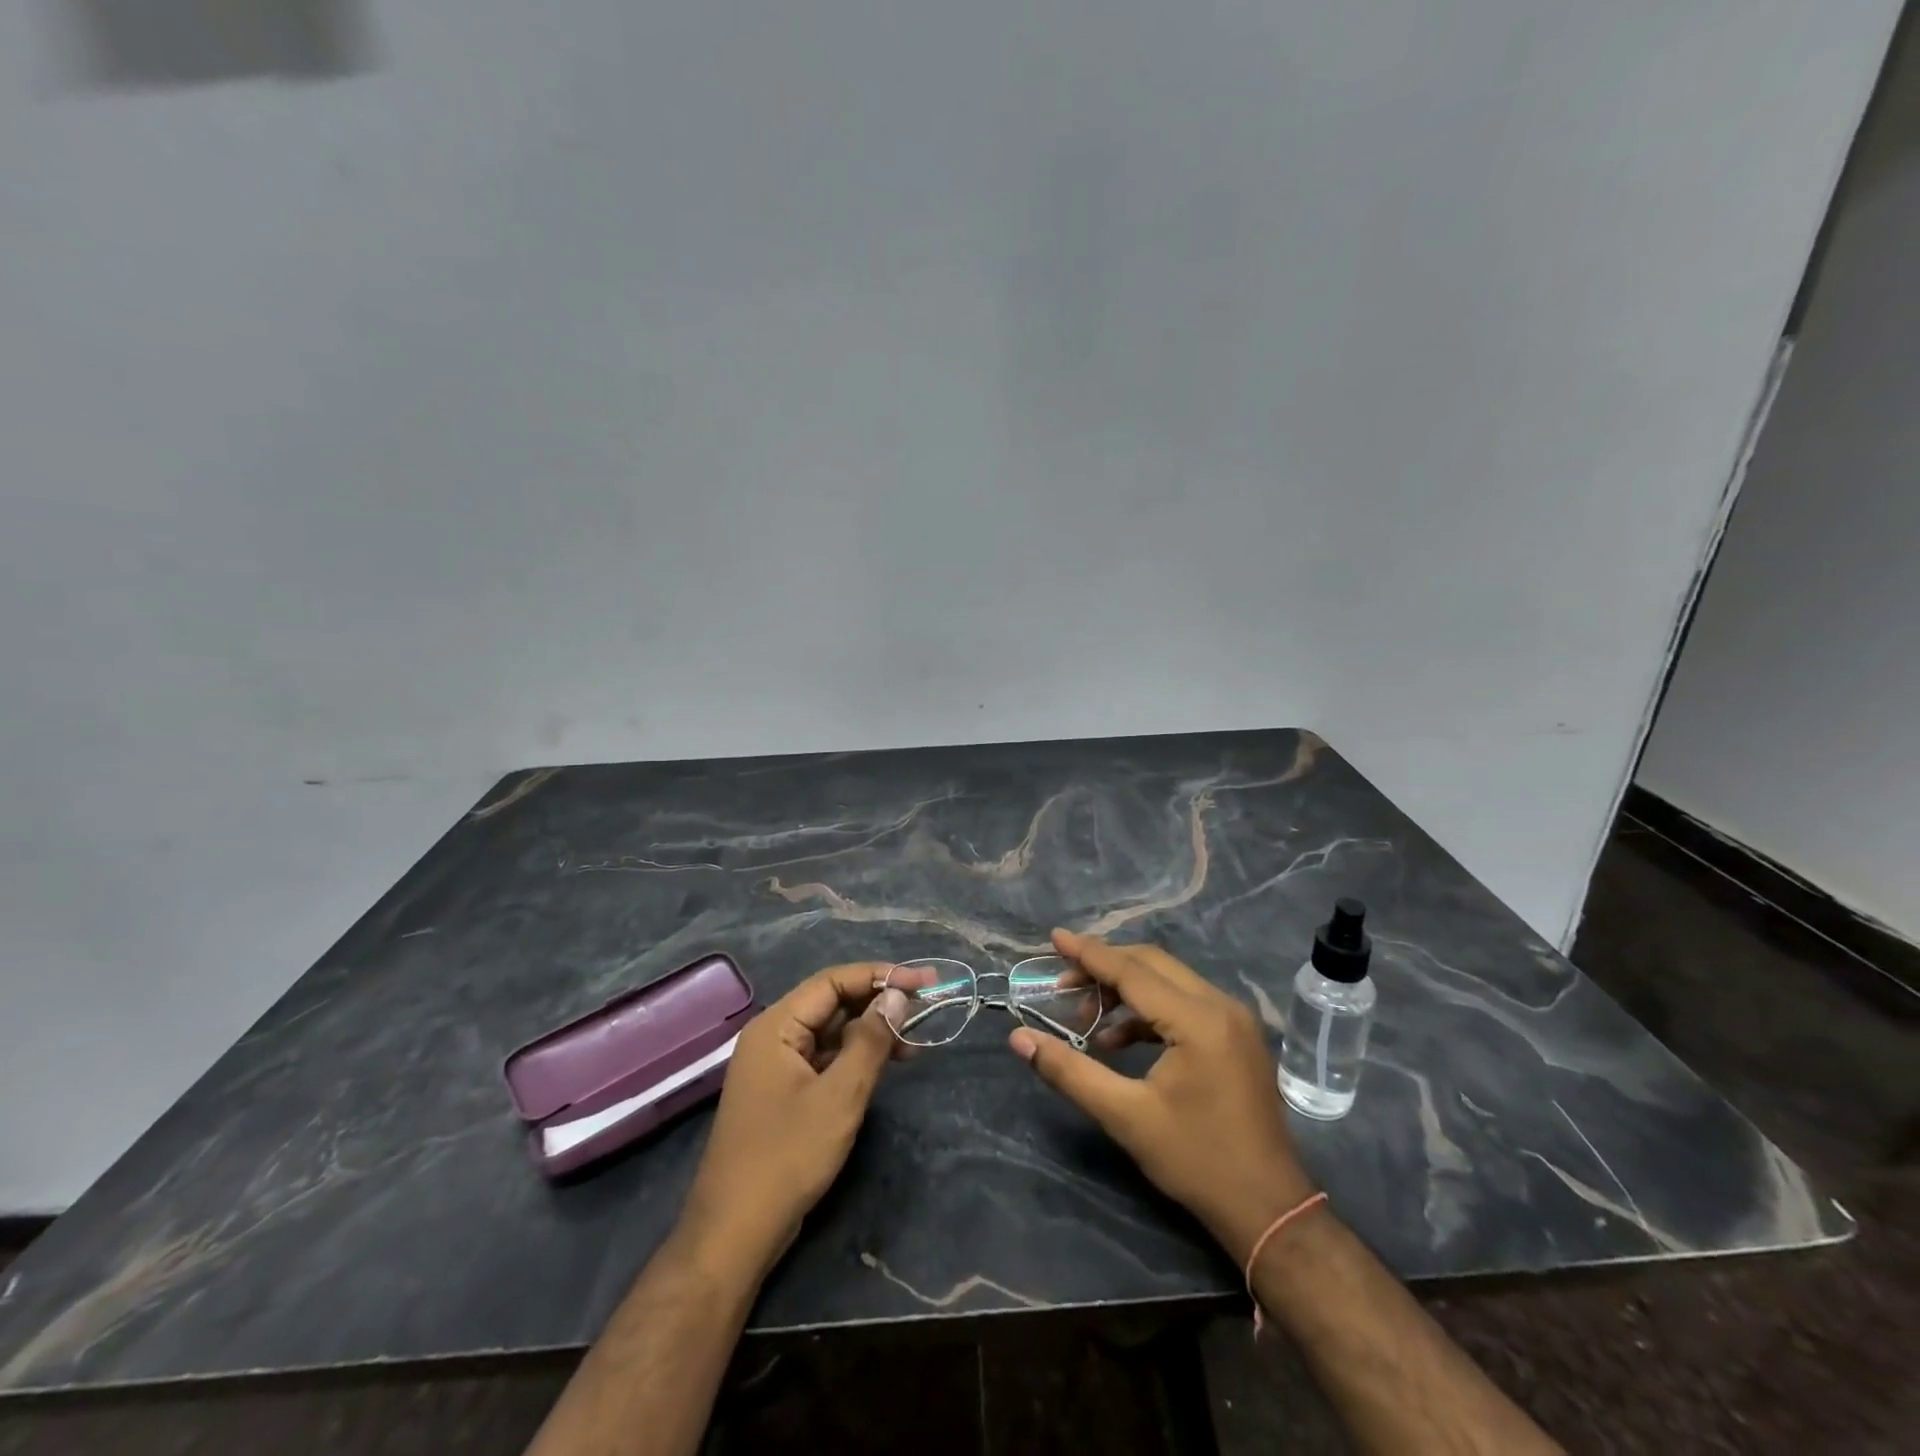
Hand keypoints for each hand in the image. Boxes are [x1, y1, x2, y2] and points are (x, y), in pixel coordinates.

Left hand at [679, 964, 908, 1276]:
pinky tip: (886, 1064)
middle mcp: (773, 1036)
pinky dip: (857, 1056)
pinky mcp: (785, 1092)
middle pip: (832, 1002)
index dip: (881, 976)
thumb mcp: (839, 1096)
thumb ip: (870, 1040)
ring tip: (915, 1040)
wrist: (735, 1233)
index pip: (833, 981)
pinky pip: (825, 1058)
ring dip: (872, 1030)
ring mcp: (777, 1065)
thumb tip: (897, 996)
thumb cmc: (787, 1157)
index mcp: (776, 1026)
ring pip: (831, 1031)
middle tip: (926, 1006)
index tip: (923, 980)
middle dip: (879, 1002)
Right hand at [1008, 931, 1315, 1265]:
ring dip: (1125, 989)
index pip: (1132, 971)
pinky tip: (1119, 1040)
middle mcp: (1221, 1005)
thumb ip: (1069, 1071)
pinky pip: (1184, 1002)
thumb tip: (1019, 1039)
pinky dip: (1148, 1009)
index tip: (1055, 938)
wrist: (1269, 1209)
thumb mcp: (1125, 1117)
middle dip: (1104, 967)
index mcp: (1198, 1020)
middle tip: (1063, 984)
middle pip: (1152, 964)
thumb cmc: (1196, 1161)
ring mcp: (1234, 1019)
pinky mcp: (1236, 1035)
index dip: (1089, 953)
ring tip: (1085, 1018)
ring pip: (1168, 980)